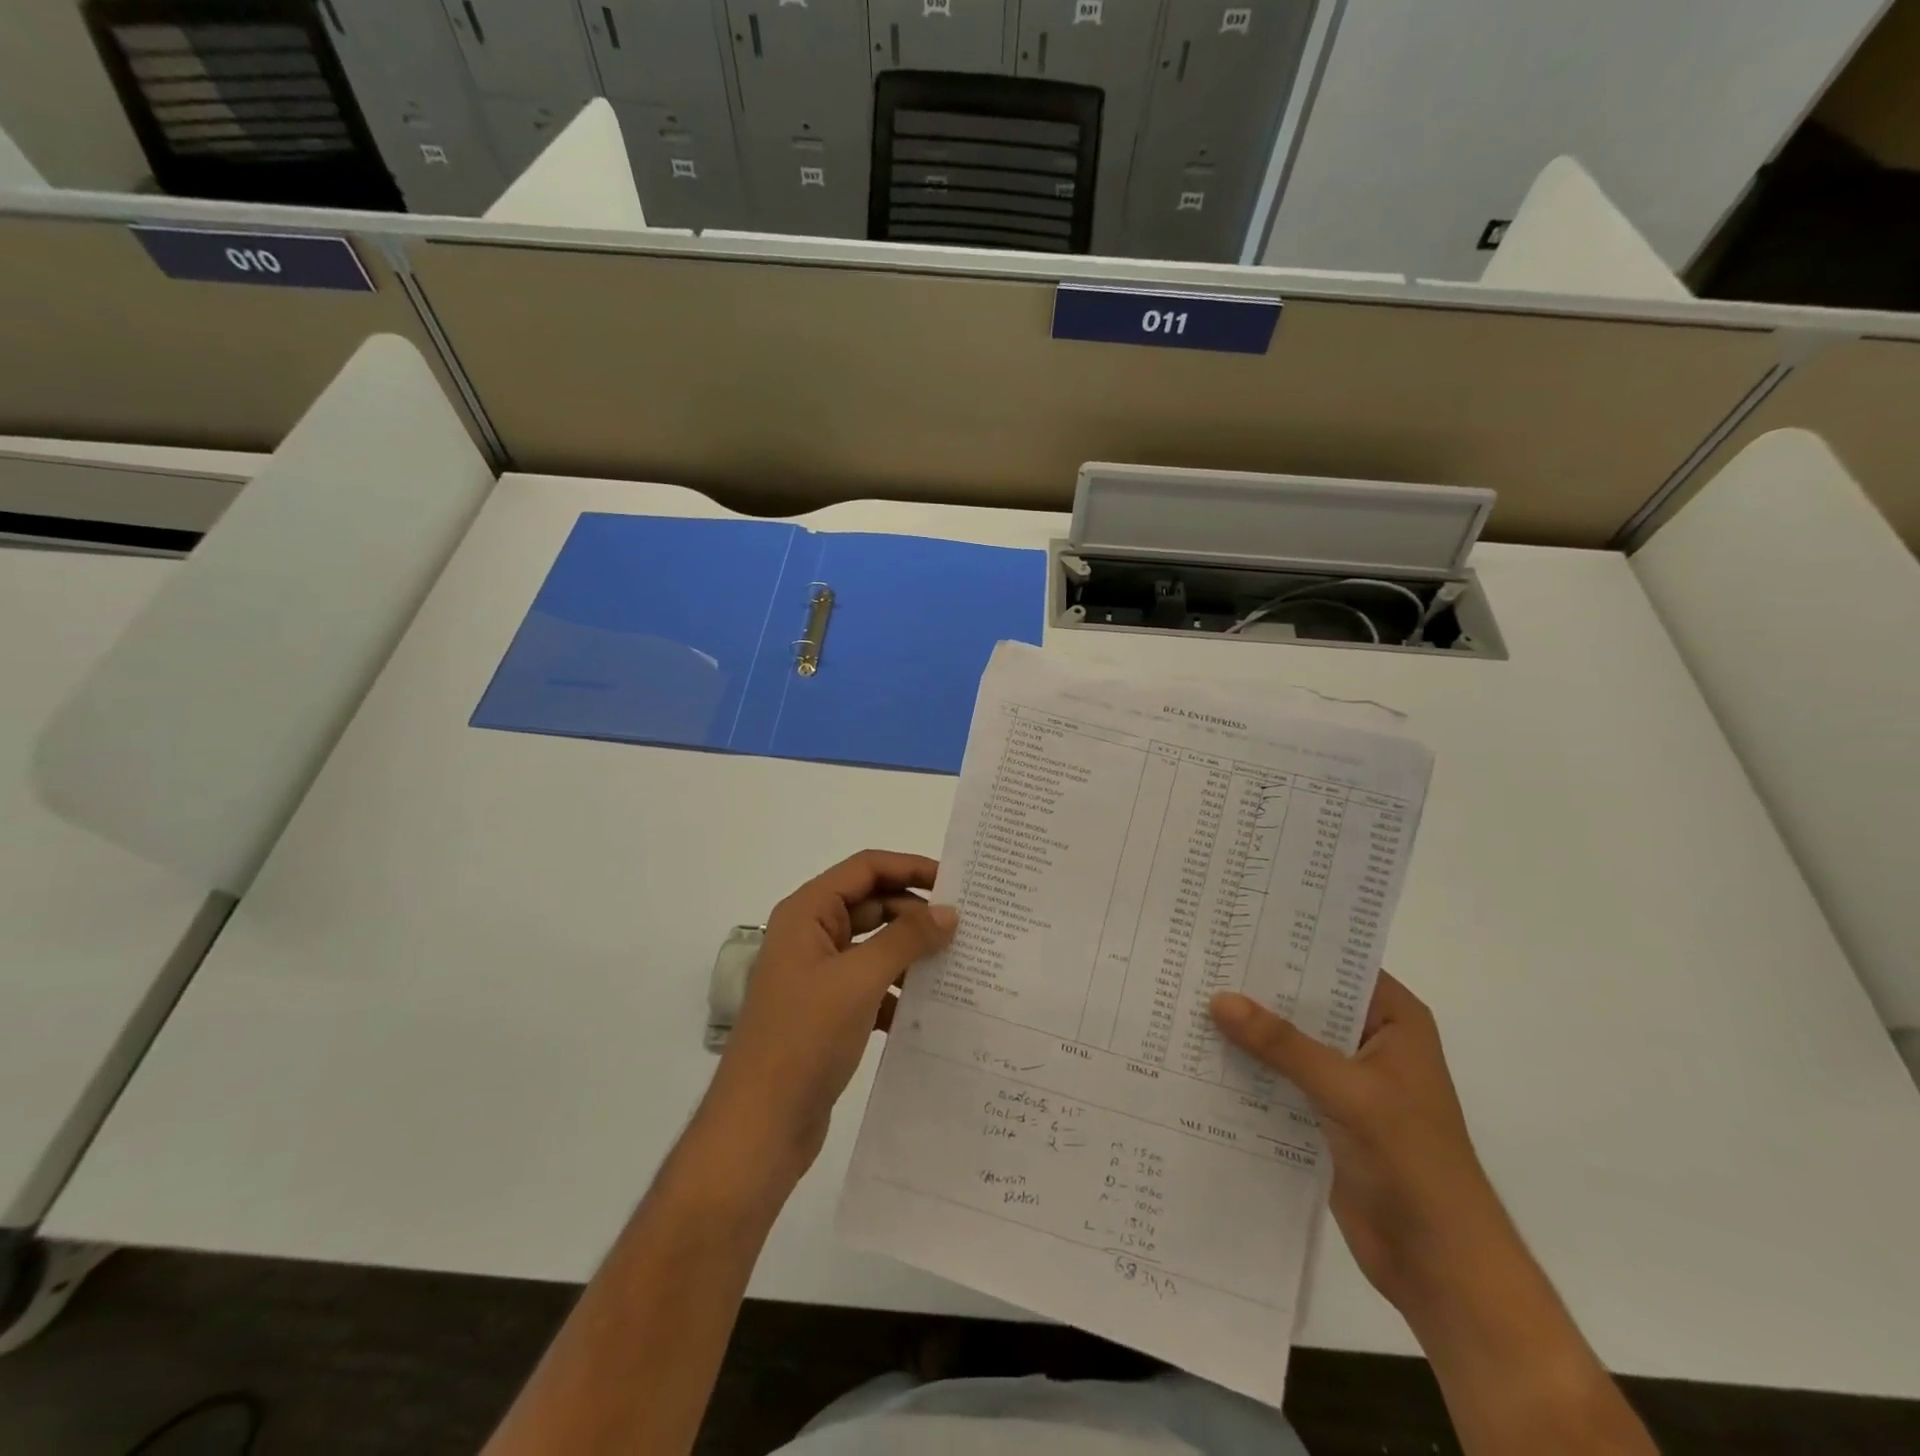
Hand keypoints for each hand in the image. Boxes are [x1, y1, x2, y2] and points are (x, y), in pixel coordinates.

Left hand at [700, 851, 956, 1179]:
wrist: (760, 1127)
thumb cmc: (805, 1038)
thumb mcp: (859, 979)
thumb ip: (906, 939)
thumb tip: (949, 912)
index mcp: (807, 913)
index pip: (865, 868)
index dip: (910, 867)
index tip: (955, 883)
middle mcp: (811, 936)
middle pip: (872, 904)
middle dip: (916, 913)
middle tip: (965, 928)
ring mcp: (818, 975)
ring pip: (875, 947)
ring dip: (911, 953)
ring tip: (958, 965)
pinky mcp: (828, 1012)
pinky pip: (872, 985)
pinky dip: (898, 990)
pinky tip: (930, 1008)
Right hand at [1210, 974, 1507, 1316]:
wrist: (1439, 1266)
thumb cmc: (1413, 1163)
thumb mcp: (1348, 1092)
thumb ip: (1283, 1045)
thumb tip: (1218, 998)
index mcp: (1393, 1019)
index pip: (1335, 963)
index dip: (1289, 943)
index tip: (1234, 925)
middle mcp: (1368, 1039)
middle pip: (1305, 1000)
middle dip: (1256, 986)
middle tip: (1198, 958)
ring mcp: (1345, 1077)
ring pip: (1287, 1039)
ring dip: (1246, 1028)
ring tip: (1187, 996)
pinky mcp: (1323, 1112)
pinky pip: (1278, 1076)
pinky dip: (1247, 1066)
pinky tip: (1200, 1052)